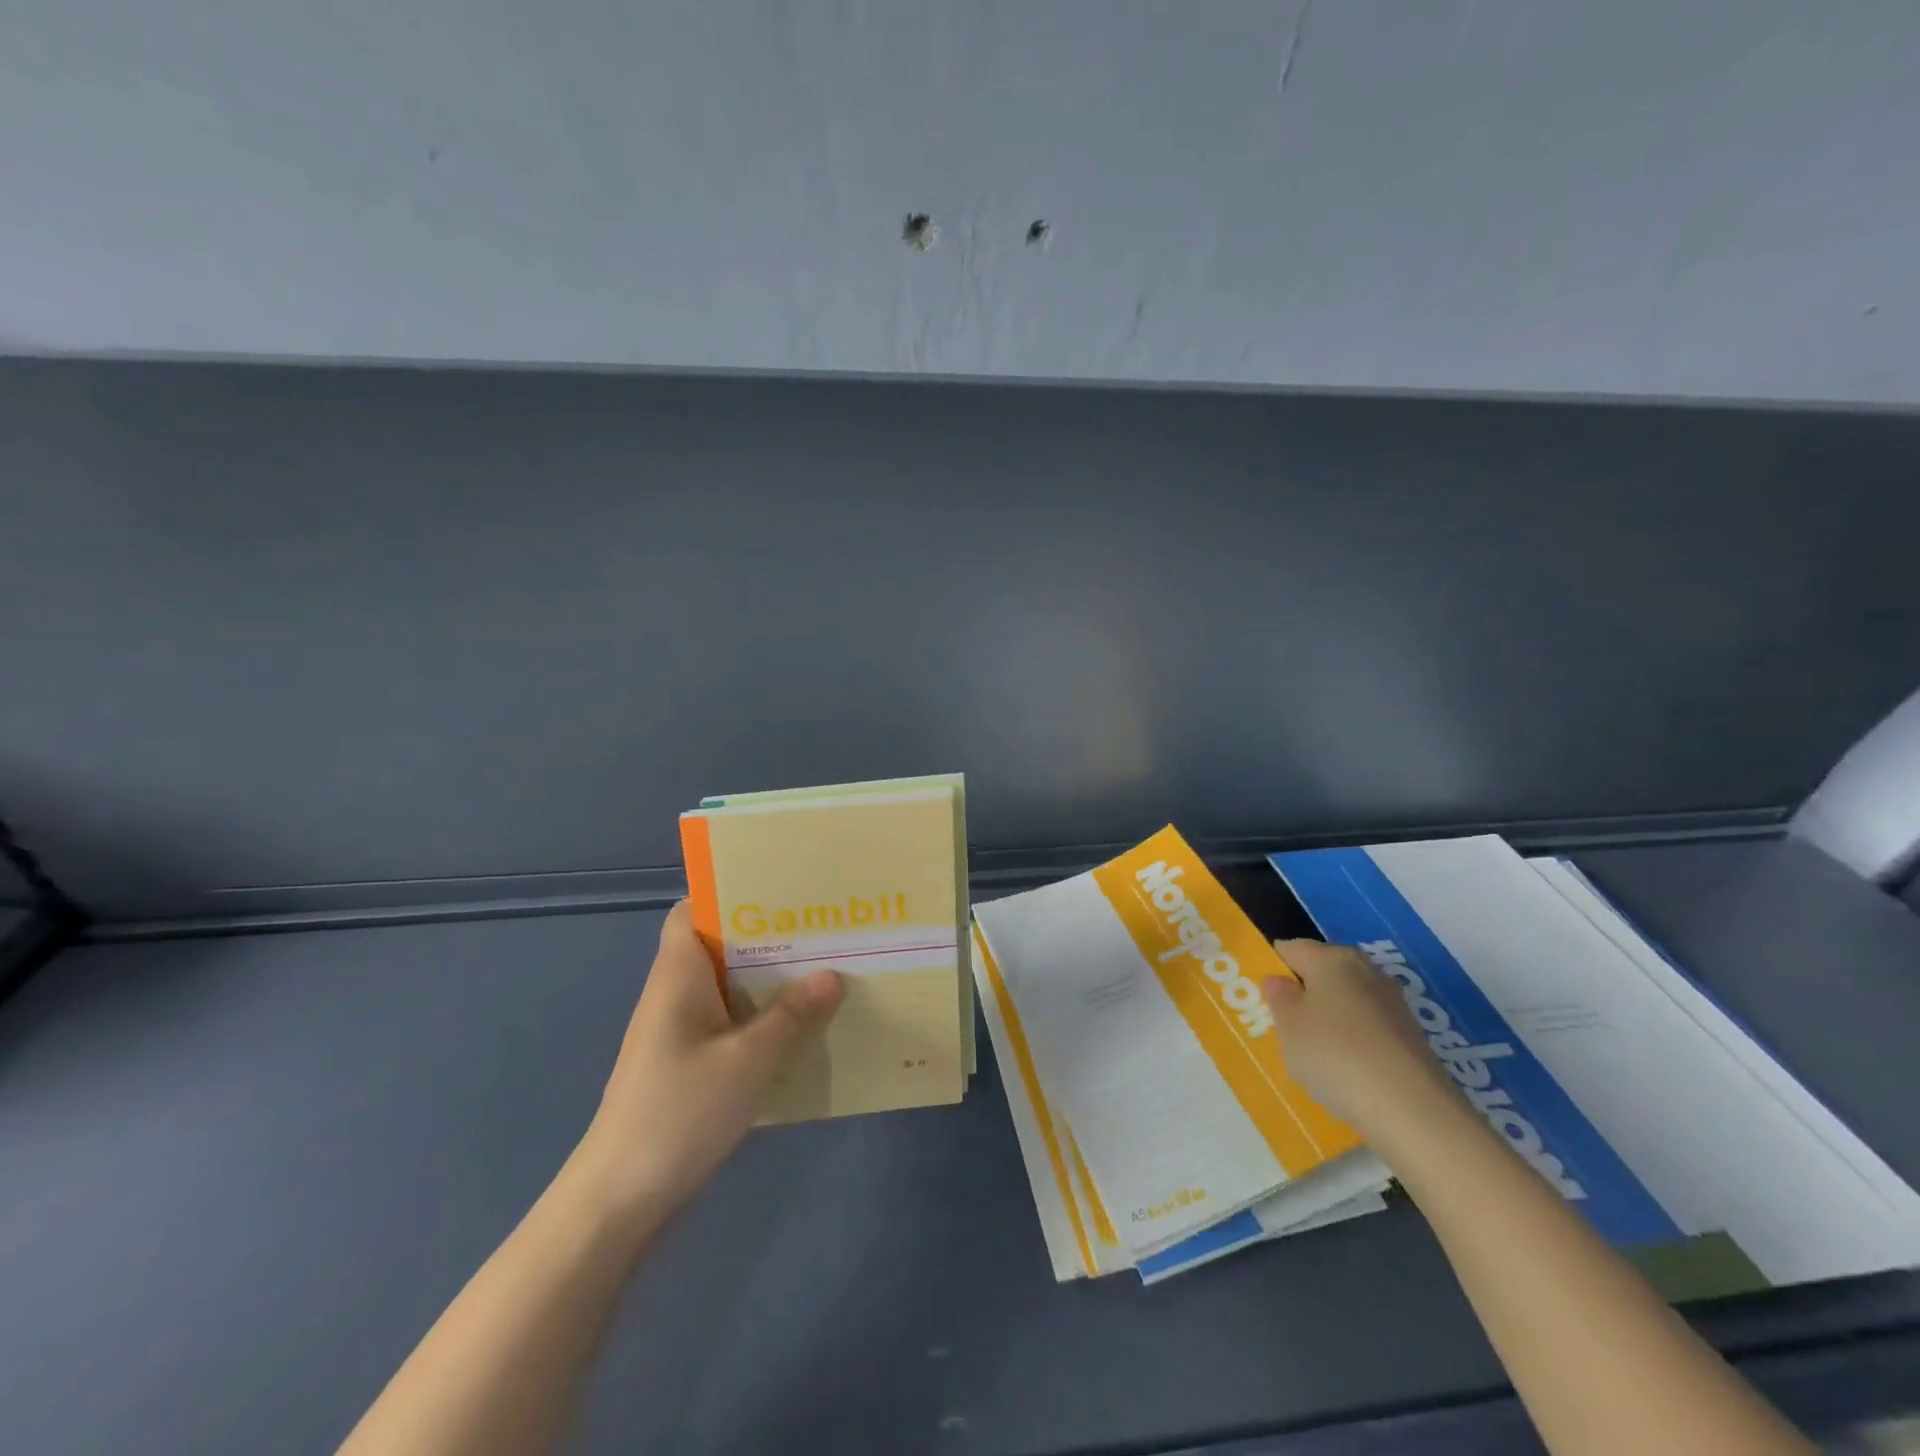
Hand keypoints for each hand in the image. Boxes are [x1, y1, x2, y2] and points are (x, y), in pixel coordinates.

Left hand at [573, 902, 843, 1227]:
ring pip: (728, 988)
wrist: (619, 1202)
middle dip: (768, 938)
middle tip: (822, 930)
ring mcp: (679, 1033)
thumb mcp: (749, 1060)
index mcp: (678, 974)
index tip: (782, 892)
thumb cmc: (679, 1112)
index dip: (731, 895)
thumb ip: (793, 1014)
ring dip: (769, 982)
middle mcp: (674, 994)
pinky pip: (729, 1025)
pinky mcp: (687, 1066)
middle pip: (719, 947)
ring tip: (824, 971)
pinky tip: (800, 1029)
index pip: (692, 911)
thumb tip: (832, 975)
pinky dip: (761, 1020)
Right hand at [1262, 939, 1455, 1140]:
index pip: (1291, 948)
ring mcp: (1393, 1004)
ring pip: (1346, 1002)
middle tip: (1282, 1026)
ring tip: (1311, 1054)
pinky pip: (1367, 1030)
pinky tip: (1345, 1071)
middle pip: (1322, 974)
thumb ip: (1278, 997)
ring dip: (1328, 1020)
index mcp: (1332, 958)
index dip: (1272, 967)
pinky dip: (1352, 1043)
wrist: (1413, 1111)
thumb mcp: (1288, 1026)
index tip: (1260, 996)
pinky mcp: (1411, 1037)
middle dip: (1302, 994)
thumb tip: (1280, 981)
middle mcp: (1366, 971)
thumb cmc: (1336, 1055)